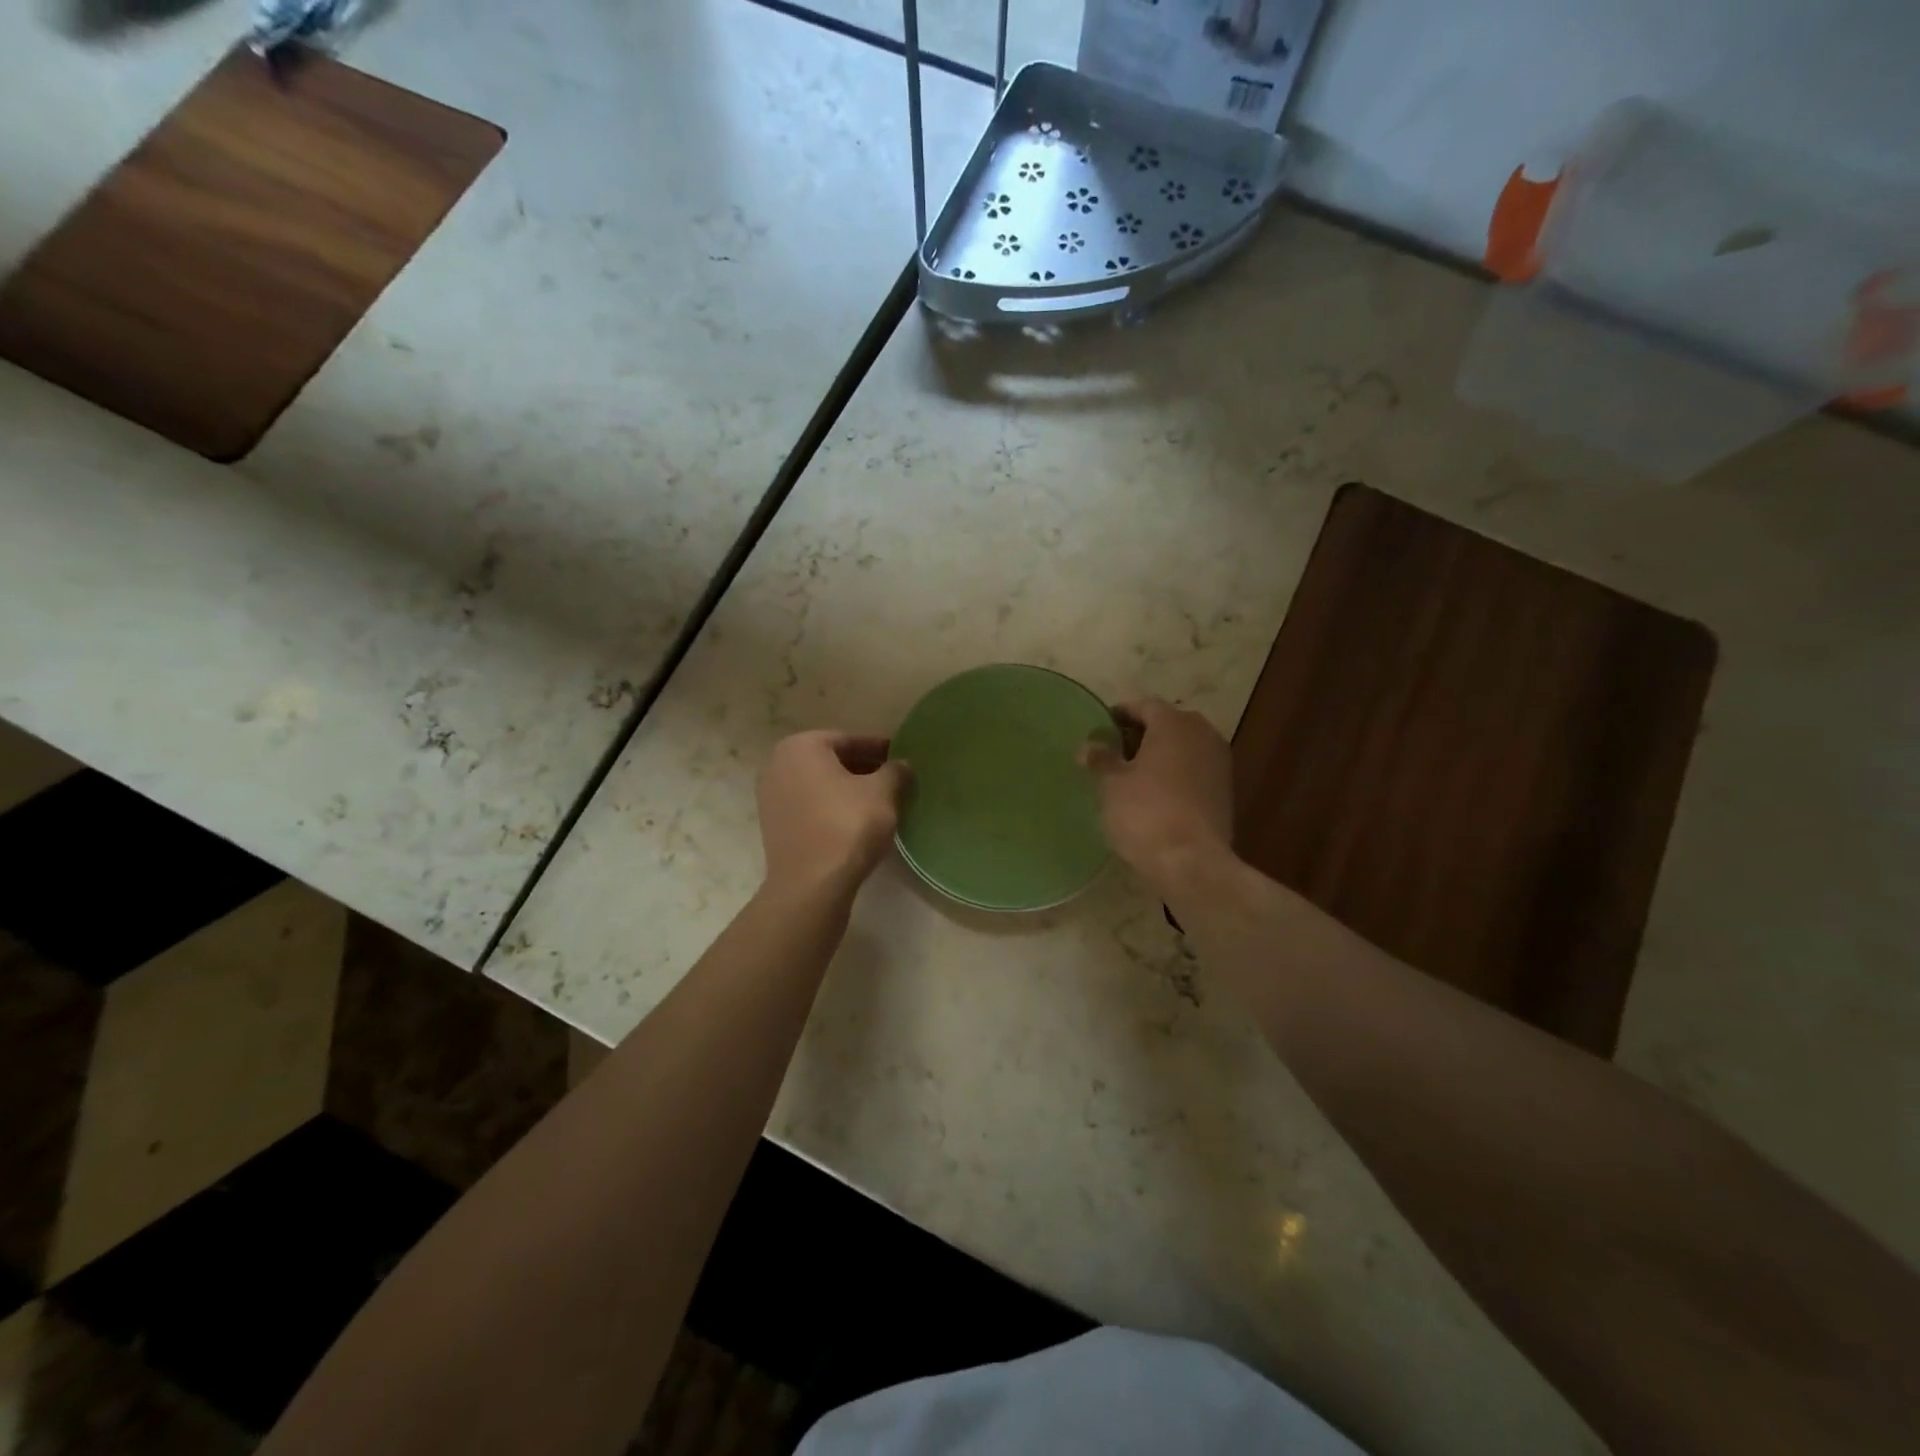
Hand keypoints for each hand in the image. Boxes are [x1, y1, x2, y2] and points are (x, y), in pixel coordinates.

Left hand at [757, 731, 909, 898]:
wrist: (811, 885)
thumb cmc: (847, 826)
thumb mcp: (882, 793)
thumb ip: (895, 772)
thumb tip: (902, 765)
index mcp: (801, 746)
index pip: (848, 739)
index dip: (879, 748)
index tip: (901, 757)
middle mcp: (778, 765)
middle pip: (831, 761)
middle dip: (863, 768)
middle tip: (893, 779)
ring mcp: (771, 797)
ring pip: (820, 785)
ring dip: (848, 789)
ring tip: (880, 802)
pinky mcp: (774, 826)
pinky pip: (810, 806)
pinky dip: (833, 808)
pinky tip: (857, 821)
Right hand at [1082, 699, 1233, 887]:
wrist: (1192, 862)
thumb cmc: (1145, 813)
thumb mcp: (1111, 784)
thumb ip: (1101, 759)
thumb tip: (1089, 746)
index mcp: (1174, 723)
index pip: (1144, 706)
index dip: (1119, 715)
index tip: (1100, 730)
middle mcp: (1202, 733)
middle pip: (1167, 724)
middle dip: (1141, 734)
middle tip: (1114, 752)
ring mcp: (1219, 762)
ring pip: (1183, 747)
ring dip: (1160, 755)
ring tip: (1132, 775)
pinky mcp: (1225, 790)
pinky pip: (1194, 770)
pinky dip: (1175, 774)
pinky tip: (1155, 794)